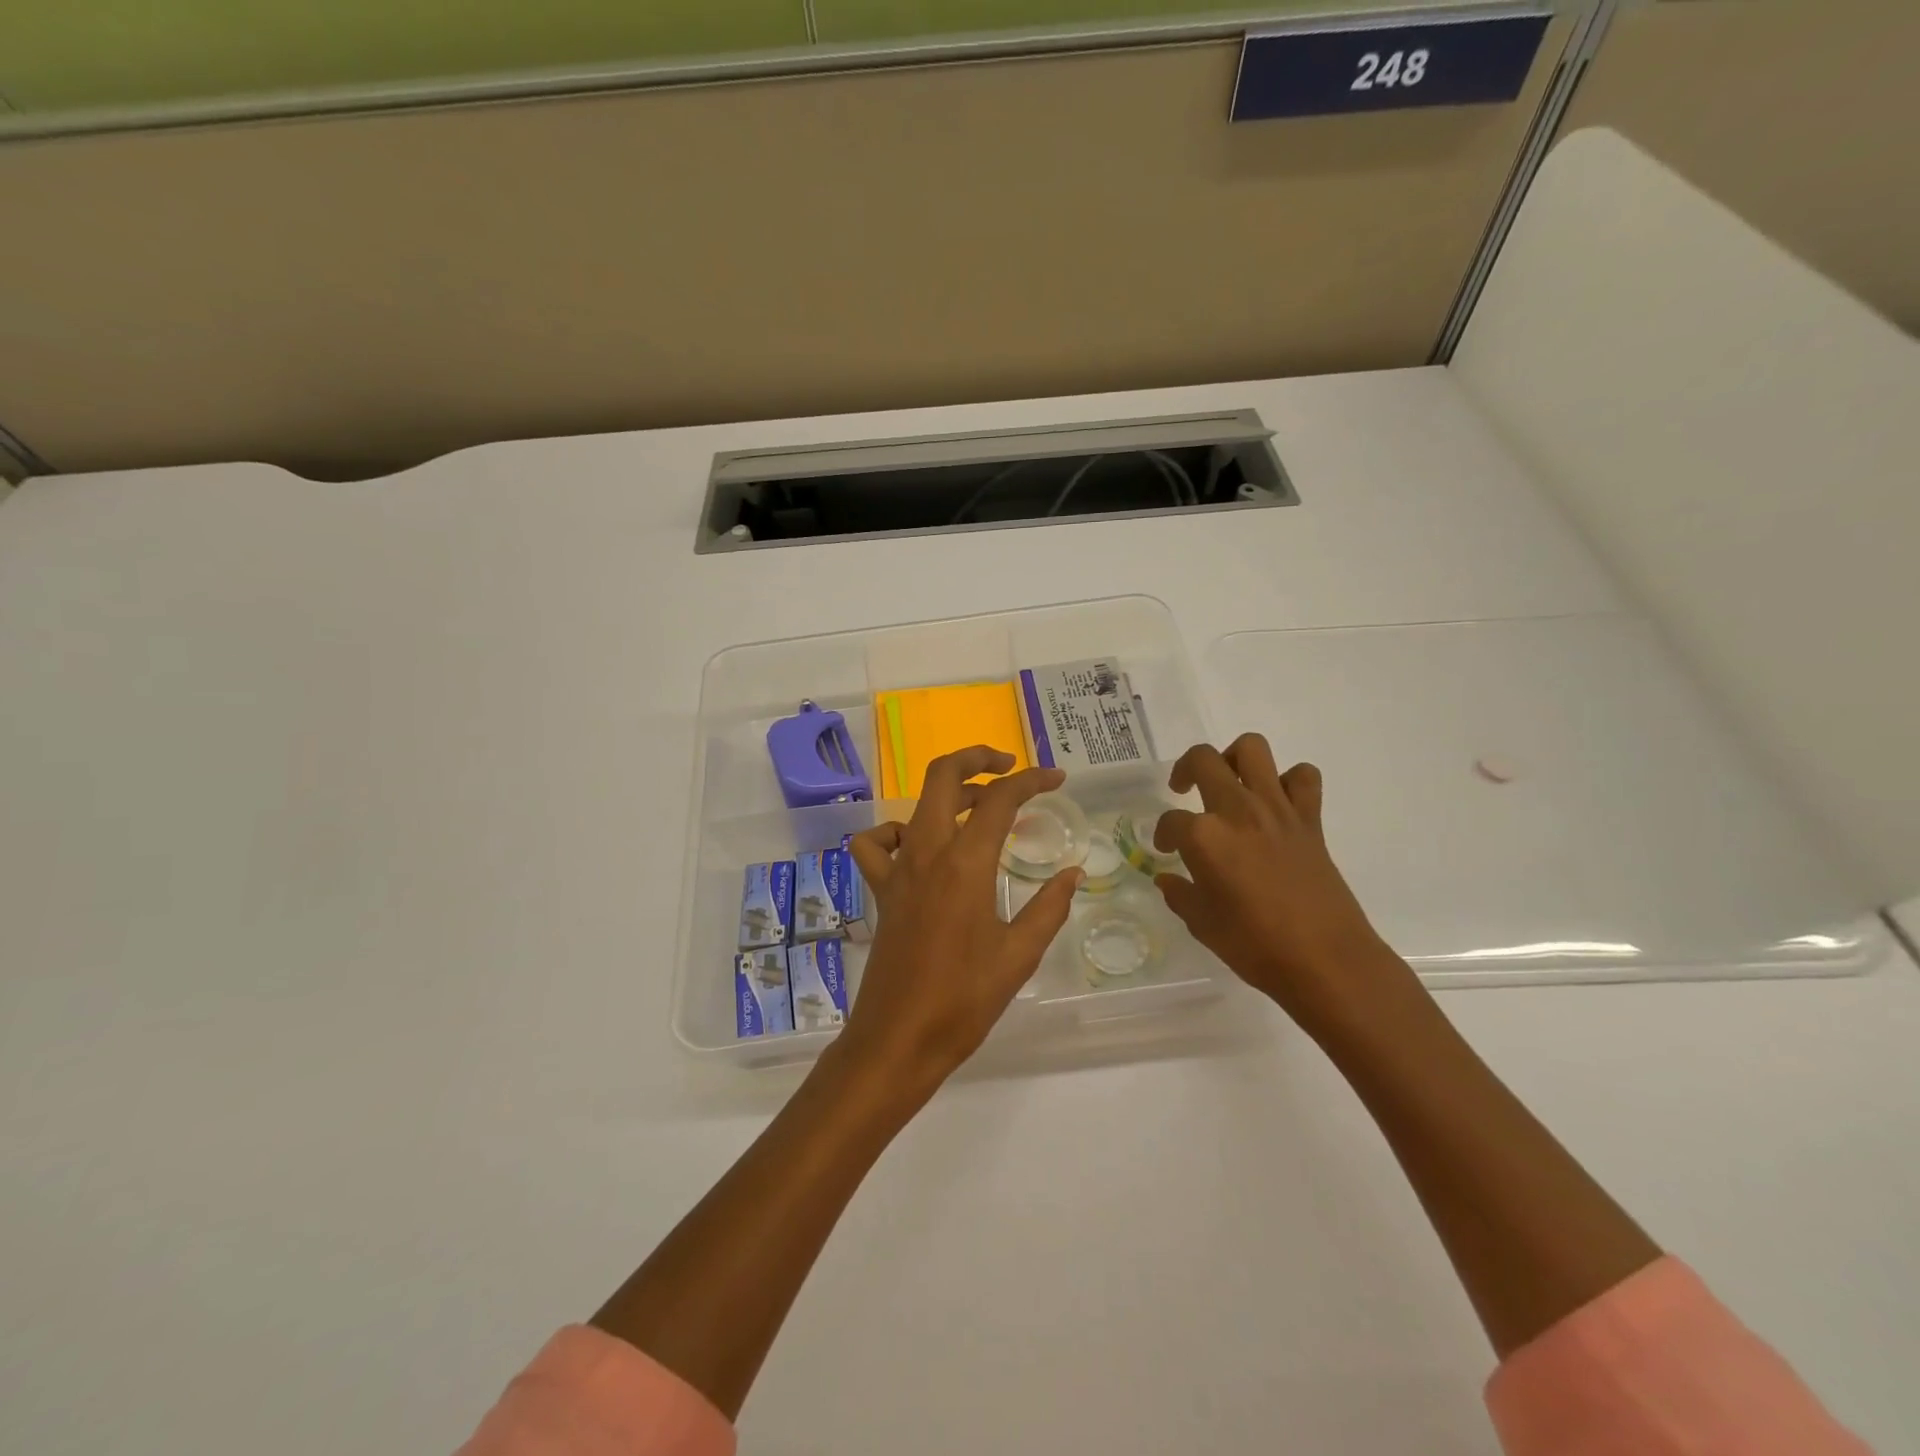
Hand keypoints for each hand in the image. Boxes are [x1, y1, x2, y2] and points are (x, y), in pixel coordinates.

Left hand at [841, 747, 1082, 1098]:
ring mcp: (898, 869)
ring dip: (949, 793)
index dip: (1032, 780)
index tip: (1057, 779)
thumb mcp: (1020, 955)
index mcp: (965, 864)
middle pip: (943, 776)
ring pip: (916, 804)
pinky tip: (920, 847)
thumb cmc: (963, 1000)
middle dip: (977, 757)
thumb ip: (1049, 907)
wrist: (898, 1039)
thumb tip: (1072, 873)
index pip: (1000, 799)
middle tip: (1010, 767)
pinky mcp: (882, 890)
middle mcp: (927, 853)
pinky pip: (878, 844)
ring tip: (979, 806)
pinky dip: (897, 832)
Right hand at [1153, 734, 1415, 1038]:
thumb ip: (1181, 894)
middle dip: (1185, 770)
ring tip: (1229, 782)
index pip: (1170, 821)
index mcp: (1204, 837)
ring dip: (1234, 758)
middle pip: (1203, 760)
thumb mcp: (1203, 924)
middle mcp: (1237, 811)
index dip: (1163, 834)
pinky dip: (1289, 781)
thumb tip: (1169, 879)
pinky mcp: (1309, 820)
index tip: (1166, 850)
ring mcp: (1276, 810)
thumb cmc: (1255, 946)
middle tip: (1183, 789)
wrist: (1326, 960)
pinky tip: (1277, 803)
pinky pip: (1303, 778)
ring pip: (1252, 749)